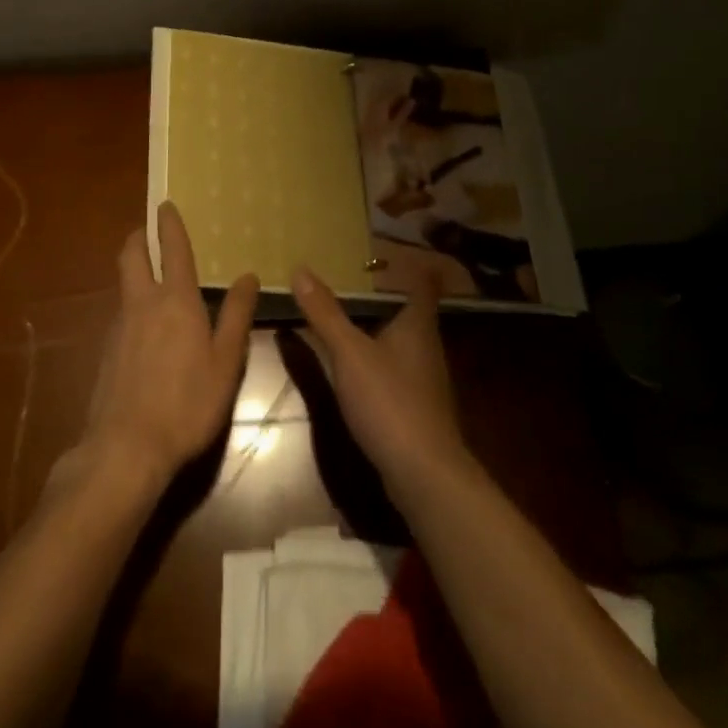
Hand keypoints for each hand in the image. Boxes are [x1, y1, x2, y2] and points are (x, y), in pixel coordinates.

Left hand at [68, 201, 258, 494]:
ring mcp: (119, 326)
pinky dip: (133, 305)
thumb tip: (247, 276)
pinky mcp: (106, 351)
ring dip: (134, 271)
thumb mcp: (225, 361)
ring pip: (124, 285)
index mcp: (176, 300)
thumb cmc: (188, 402)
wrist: (127, 446)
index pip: (172, 249)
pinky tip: (145, 329)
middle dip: (138, 237)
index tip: (165, 204)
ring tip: (152, 277)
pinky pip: (121, 314)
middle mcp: (142, 303)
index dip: (169, 224)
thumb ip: (236, 316)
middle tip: (146, 230)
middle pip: (131, 256)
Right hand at [290, 265, 468, 491]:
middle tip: (356, 280)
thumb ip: (325, 313)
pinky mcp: (418, 408)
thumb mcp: (349, 353)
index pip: (424, 284)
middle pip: (413, 312)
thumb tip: (300, 268)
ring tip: (351, 318)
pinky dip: (380, 359)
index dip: (413, 266)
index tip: (390, 253)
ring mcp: (425, 379)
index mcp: (417, 325)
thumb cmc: (389, 401)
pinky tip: (359, 368)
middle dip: (389, 296)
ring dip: (382, 329)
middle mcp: (427, 346)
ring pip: (405, 342)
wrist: (424, 474)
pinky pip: (398, 370)